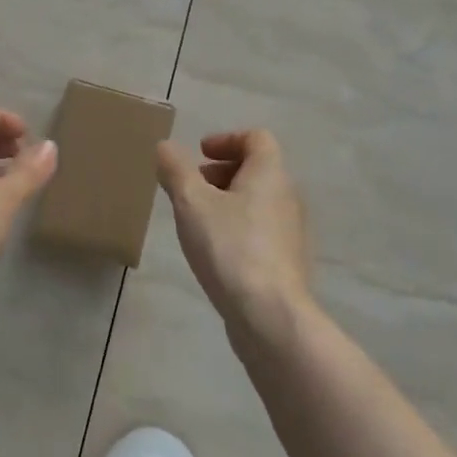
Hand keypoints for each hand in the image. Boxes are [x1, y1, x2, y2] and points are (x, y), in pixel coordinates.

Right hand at [156, 129, 311, 344]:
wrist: (271, 317)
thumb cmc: (231, 247)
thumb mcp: (192, 202)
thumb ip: (176, 170)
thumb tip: (165, 146)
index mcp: (270, 174)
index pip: (257, 139)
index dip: (227, 139)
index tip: (201, 154)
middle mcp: (287, 197)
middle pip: (257, 169)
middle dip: (222, 171)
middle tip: (193, 186)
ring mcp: (290, 233)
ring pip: (258, 202)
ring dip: (228, 201)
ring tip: (197, 220)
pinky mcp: (286, 263)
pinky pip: (260, 231)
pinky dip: (237, 228)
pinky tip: (214, 252)